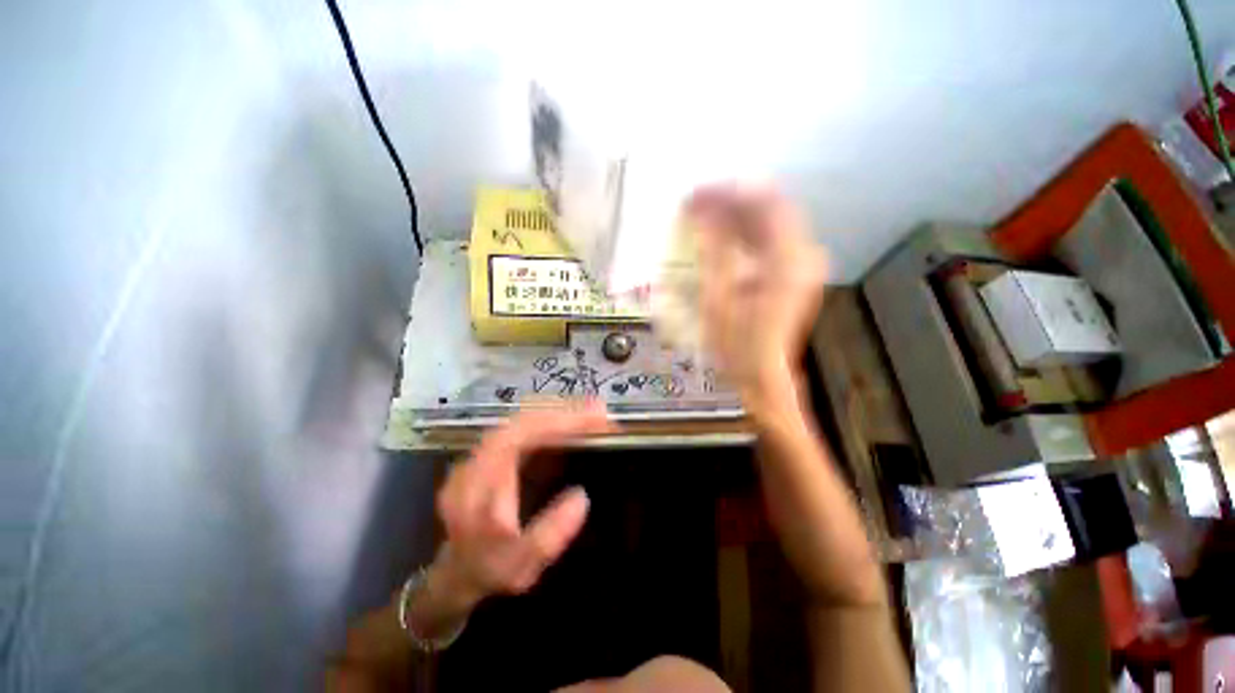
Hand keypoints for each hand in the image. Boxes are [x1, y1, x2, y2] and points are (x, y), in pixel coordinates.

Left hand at [434, 404, 614, 607]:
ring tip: (591, 414)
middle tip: (600, 411)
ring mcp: (484, 452)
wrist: (457, 572)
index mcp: (480, 482)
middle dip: (564, 411)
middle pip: (522, 419)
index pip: (520, 435)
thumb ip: (549, 535)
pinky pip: (524, 428)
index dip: (558, 422)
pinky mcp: (494, 453)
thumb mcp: (520, 566)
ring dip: (558, 413)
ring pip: (523, 419)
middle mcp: (478, 458)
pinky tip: (571, 425)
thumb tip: (582, 496)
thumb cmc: (489, 570)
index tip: (594, 419)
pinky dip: (551, 422)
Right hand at [684, 184, 827, 416]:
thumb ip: (715, 249)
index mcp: (788, 261)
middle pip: (769, 209)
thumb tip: (704, 209)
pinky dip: (744, 233)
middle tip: (694, 204)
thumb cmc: (736, 346)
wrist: (761, 377)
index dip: (728, 193)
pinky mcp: (794, 273)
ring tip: (702, 216)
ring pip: (769, 222)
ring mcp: (802, 264)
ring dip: (735, 216)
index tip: (695, 195)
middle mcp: (804, 255)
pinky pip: (770, 240)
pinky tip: (720, 237)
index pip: (763, 204)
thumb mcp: (718, 298)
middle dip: (730, 201)